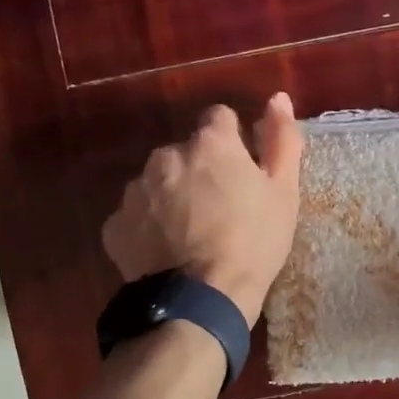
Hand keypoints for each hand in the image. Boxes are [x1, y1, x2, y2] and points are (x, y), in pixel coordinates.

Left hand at [101, 94, 302, 325]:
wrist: (201, 301)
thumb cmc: (253, 243)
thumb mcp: (283, 193)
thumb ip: (282, 139)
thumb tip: (278, 98)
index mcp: (210, 143)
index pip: (220, 119)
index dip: (234, 143)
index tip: (242, 173)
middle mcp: (166, 155)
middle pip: (185, 152)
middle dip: (198, 171)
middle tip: (218, 211)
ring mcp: (135, 190)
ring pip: (157, 182)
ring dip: (171, 197)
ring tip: (189, 235)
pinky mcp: (115, 225)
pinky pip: (136, 216)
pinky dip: (148, 227)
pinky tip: (166, 253)